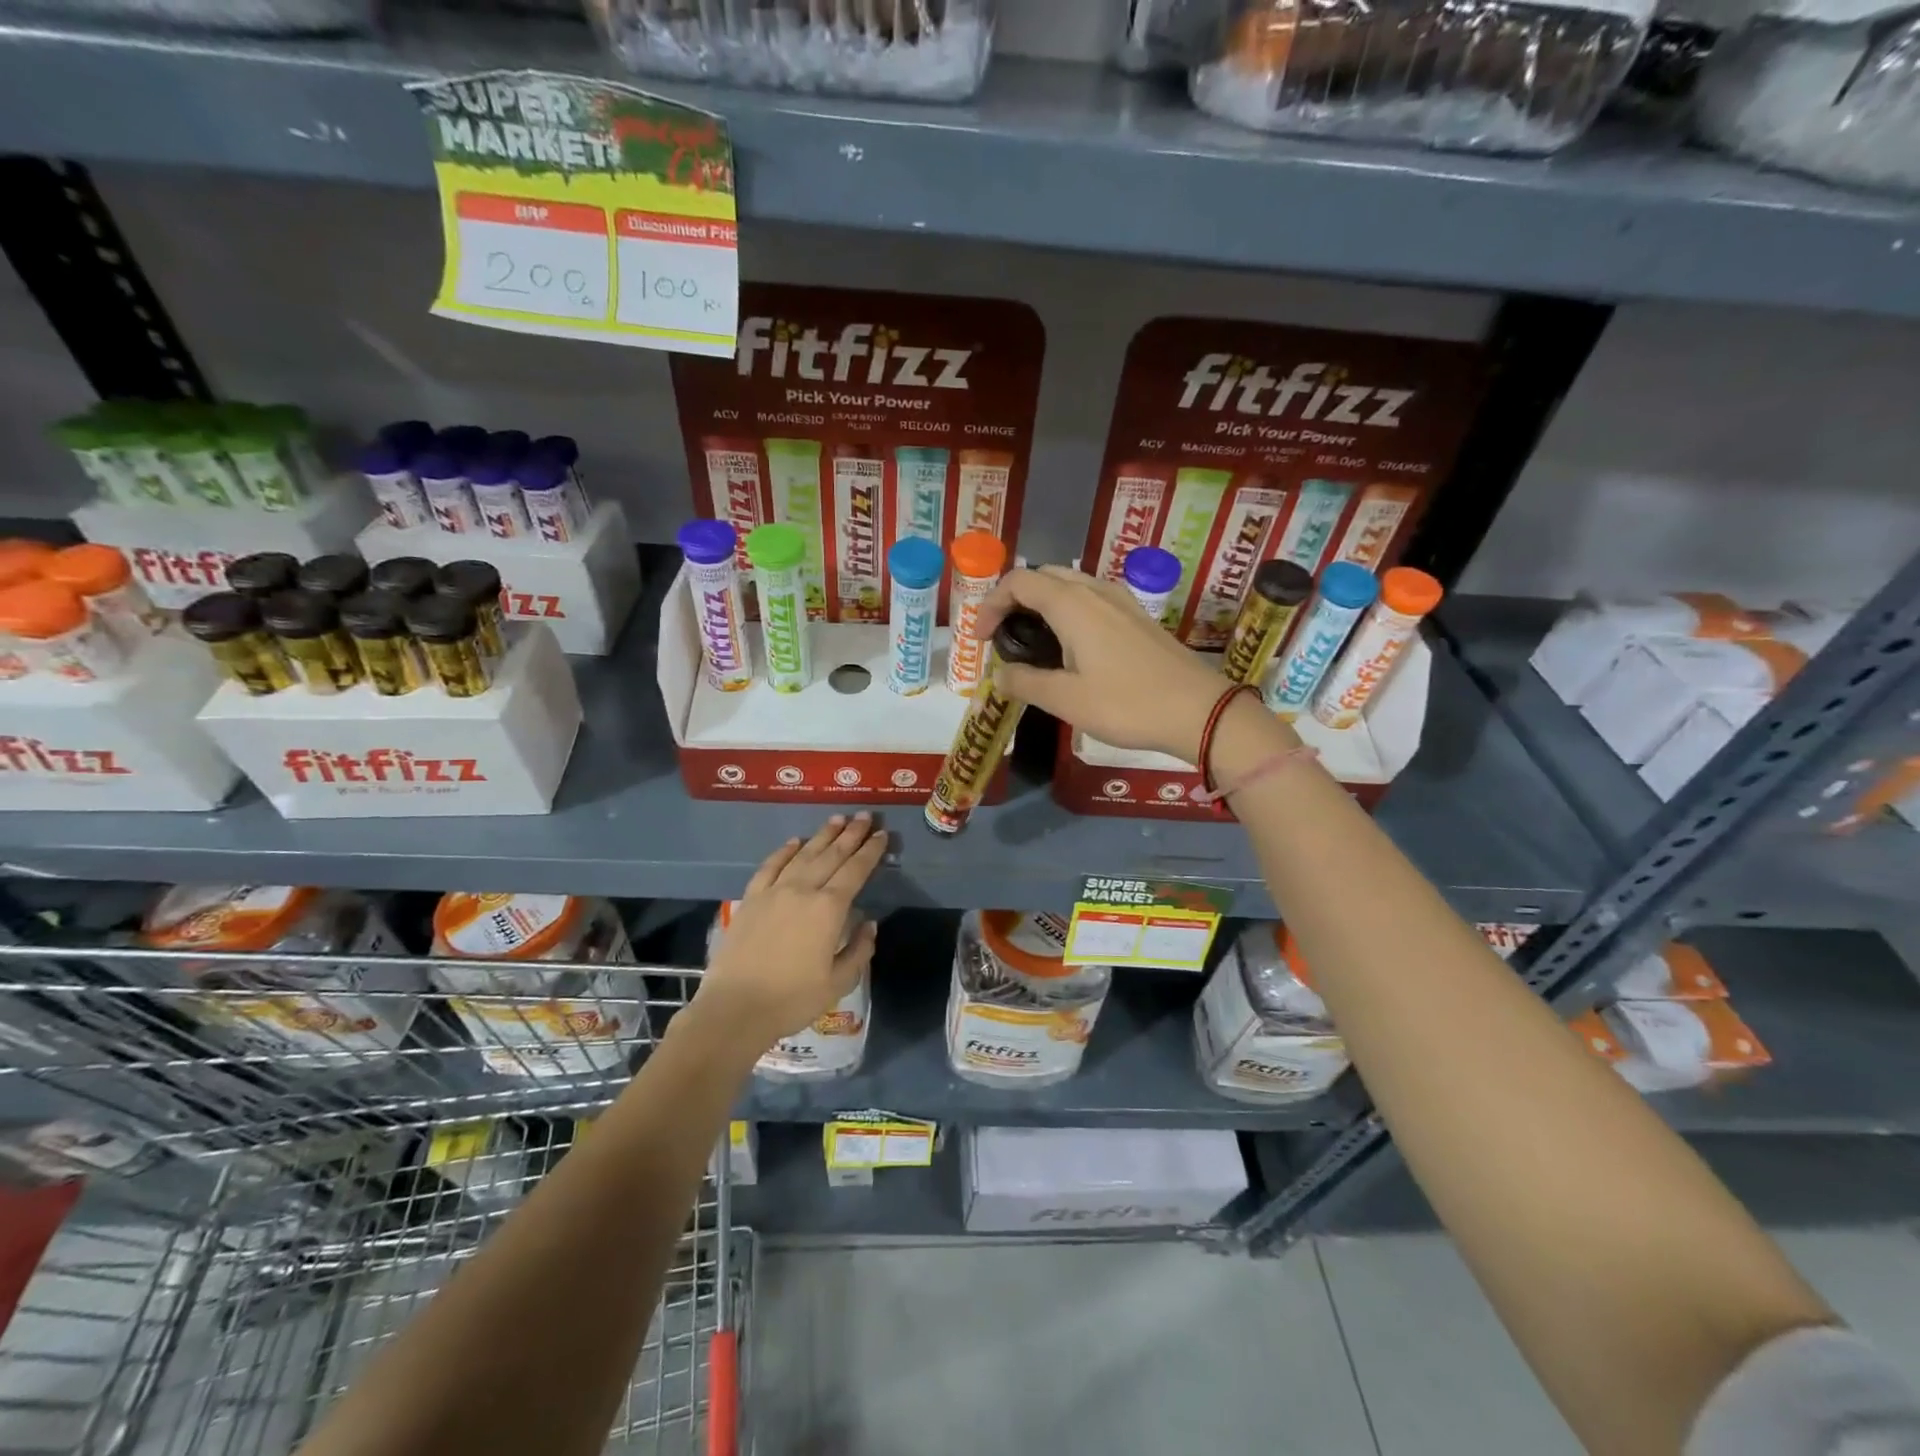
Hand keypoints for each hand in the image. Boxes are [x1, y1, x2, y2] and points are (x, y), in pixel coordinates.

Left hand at [691, 813, 885, 1050]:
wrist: (735, 1009)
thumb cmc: (792, 1000)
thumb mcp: (838, 983)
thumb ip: (859, 950)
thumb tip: (868, 923)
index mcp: (829, 909)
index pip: (855, 871)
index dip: (871, 852)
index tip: (882, 835)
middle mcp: (803, 890)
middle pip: (832, 855)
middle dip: (851, 834)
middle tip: (865, 816)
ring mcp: (774, 891)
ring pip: (803, 854)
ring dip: (822, 836)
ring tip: (837, 819)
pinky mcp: (751, 899)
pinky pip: (770, 866)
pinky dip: (784, 851)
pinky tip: (794, 841)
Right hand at [973, 565, 1249, 761]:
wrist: (1199, 711)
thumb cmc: (1127, 704)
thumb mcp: (1066, 700)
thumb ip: (1025, 683)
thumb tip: (998, 675)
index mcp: (1073, 604)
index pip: (1019, 582)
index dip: (991, 604)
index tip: (980, 639)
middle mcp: (1096, 591)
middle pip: (1045, 576)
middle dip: (1015, 599)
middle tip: (1002, 636)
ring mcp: (1122, 601)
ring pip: (1071, 585)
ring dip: (1043, 604)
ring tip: (1032, 642)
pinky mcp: (1138, 617)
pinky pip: (1092, 599)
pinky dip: (1068, 611)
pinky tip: (1071, 647)